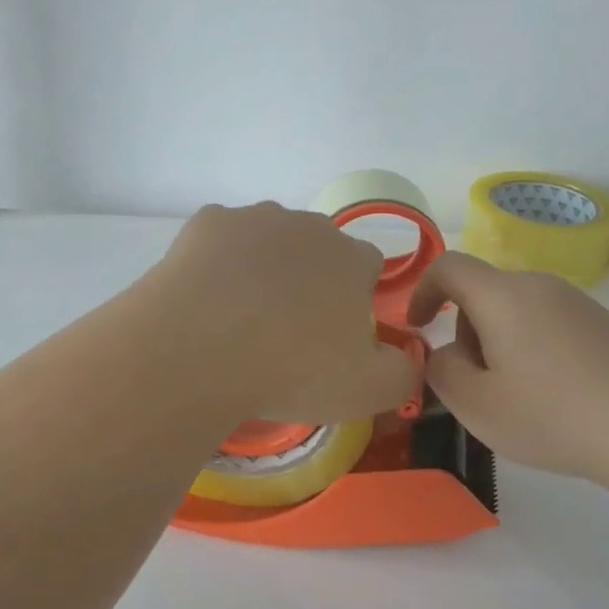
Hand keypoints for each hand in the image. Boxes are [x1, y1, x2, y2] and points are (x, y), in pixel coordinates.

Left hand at [157, 202, 419, 423]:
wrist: (199, 351)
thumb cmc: (292, 370)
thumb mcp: (369, 390)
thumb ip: (404, 372)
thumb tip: (408, 359)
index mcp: (352, 258)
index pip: (369, 267)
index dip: (356, 299)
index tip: (335, 336)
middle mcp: (309, 226)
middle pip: (319, 250)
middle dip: (312, 280)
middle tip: (288, 332)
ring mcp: (255, 218)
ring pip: (270, 241)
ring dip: (266, 269)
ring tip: (242, 319)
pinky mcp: (207, 223)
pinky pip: (222, 241)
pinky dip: (220, 263)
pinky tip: (207, 299)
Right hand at [406, 252, 608, 493]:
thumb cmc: (555, 416)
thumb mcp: (478, 406)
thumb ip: (442, 371)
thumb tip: (448, 352)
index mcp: (504, 295)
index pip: (449, 266)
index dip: (422, 290)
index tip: (418, 327)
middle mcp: (541, 285)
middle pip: (484, 293)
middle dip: (466, 332)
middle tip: (478, 386)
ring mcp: (579, 302)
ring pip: (518, 311)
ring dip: (501, 344)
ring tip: (520, 399)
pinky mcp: (607, 323)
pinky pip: (551, 324)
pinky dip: (535, 349)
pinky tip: (559, 397)